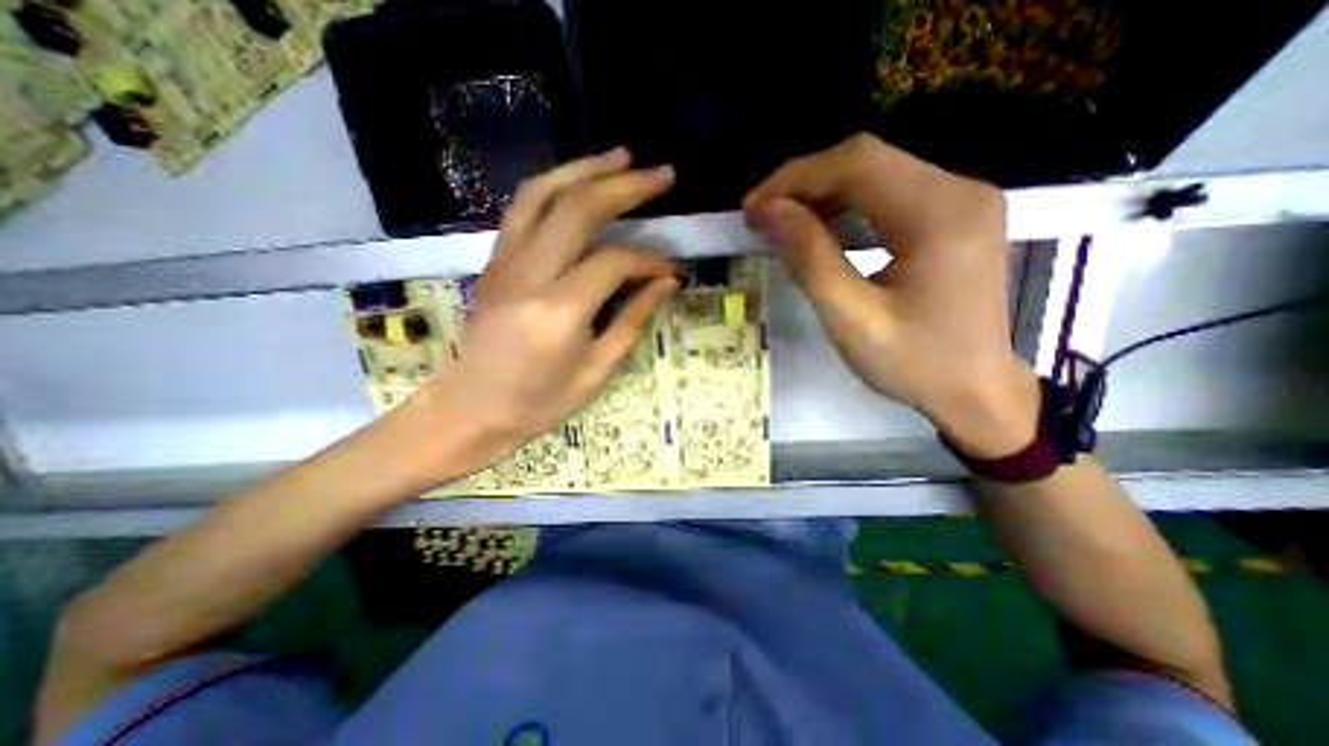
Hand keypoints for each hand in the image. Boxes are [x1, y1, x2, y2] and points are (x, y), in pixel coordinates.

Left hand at [411, 149, 679, 467]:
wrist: (470, 409)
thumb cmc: (538, 403)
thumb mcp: (596, 370)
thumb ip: (632, 320)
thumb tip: (666, 283)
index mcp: (560, 310)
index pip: (615, 262)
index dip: (650, 261)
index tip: (672, 269)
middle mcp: (529, 274)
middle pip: (580, 209)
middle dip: (626, 186)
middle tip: (662, 175)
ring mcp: (505, 261)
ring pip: (544, 193)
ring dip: (585, 169)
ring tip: (621, 156)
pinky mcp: (494, 261)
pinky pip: (523, 208)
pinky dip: (553, 185)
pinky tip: (577, 181)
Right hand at [746, 133, 1036, 456]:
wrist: (977, 392)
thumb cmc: (914, 364)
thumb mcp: (851, 318)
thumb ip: (809, 259)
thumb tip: (769, 211)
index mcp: (939, 214)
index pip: (857, 164)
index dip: (795, 178)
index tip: (753, 209)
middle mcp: (959, 190)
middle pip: (867, 160)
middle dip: (804, 183)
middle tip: (763, 217)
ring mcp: (962, 198)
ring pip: (876, 172)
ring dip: (822, 193)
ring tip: (784, 224)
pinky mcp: (954, 214)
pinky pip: (890, 192)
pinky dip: (846, 205)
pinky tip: (822, 229)